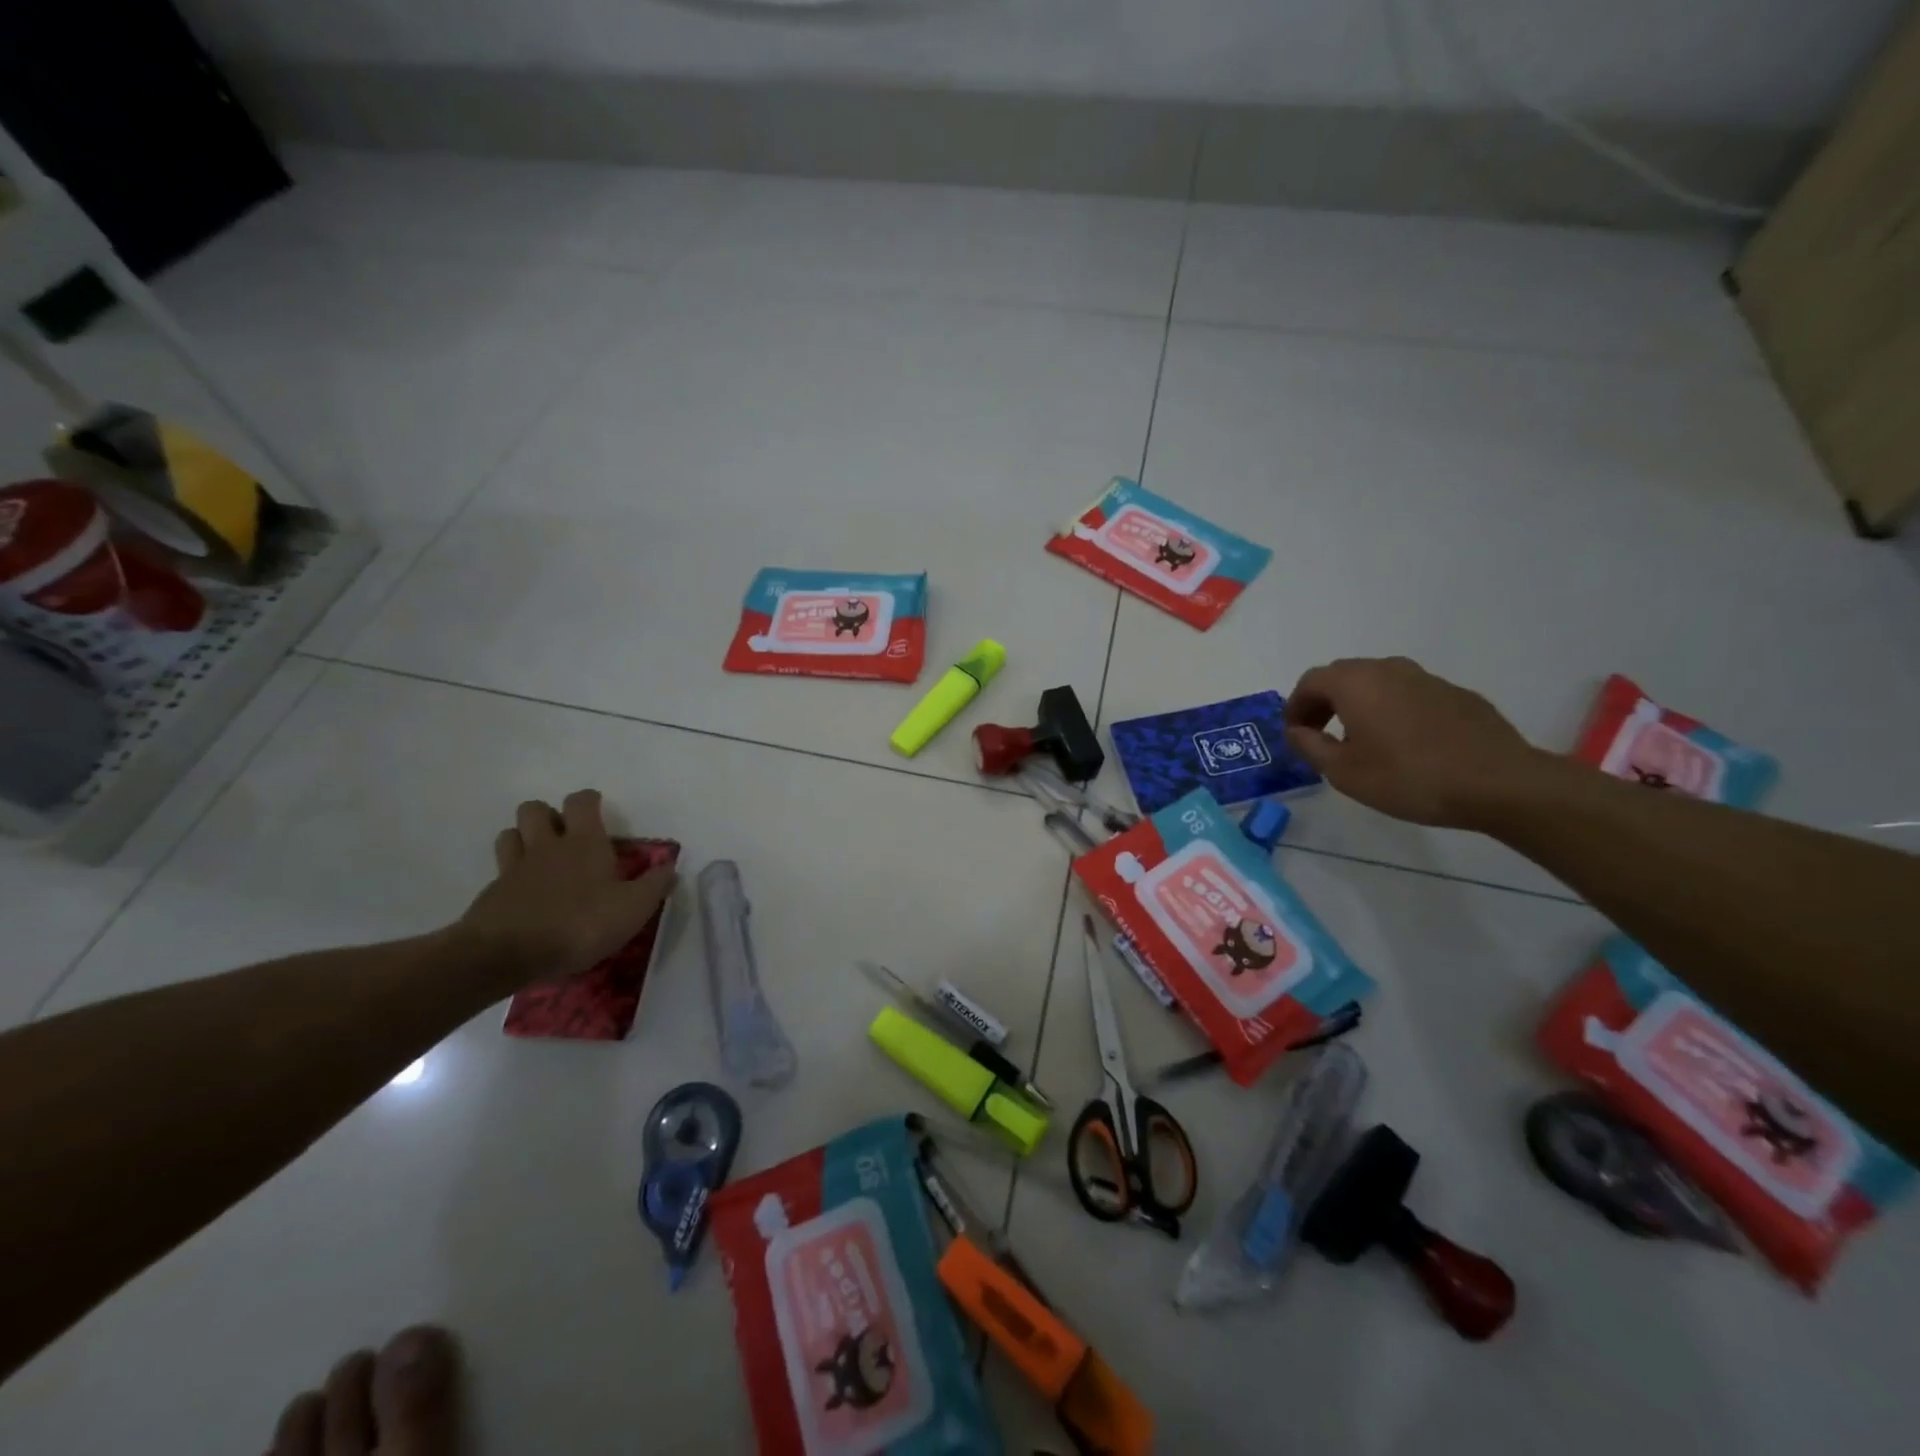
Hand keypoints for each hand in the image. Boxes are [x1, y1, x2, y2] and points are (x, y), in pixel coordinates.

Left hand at [457, 790, 675, 985]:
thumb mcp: (633, 908)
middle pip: (535, 809)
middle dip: (548, 815)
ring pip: (510, 833)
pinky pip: (499, 871)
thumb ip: (655, 885)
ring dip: (522, 838)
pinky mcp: (491, 894)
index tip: (598, 811)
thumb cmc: (581, 923)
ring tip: (539, 858)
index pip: (581, 801)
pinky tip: (523, 895)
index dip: (589, 801)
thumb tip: (671, 868)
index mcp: (584, 842)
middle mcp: (547, 846)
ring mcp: (514, 868)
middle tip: (564, 835)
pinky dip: (510, 876)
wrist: (508, 954)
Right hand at [1283, 657, 1538, 828]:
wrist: (1498, 783)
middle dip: (1324, 702)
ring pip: (1379, 683)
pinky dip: (1393, 710)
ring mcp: (1427, 679)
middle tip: (1319, 734)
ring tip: (1360, 741)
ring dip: (1359, 705)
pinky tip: (1404, 744)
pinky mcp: (1457, 695)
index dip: (1295, 706)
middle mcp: (1389, 670)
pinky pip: (1410, 695)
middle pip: (1343, 676)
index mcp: (1356, 683)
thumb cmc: (1408, 777)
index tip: (1293, 733)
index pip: (1310, 681)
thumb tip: (1296, 731)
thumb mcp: (1343, 772)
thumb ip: (1310, 746)